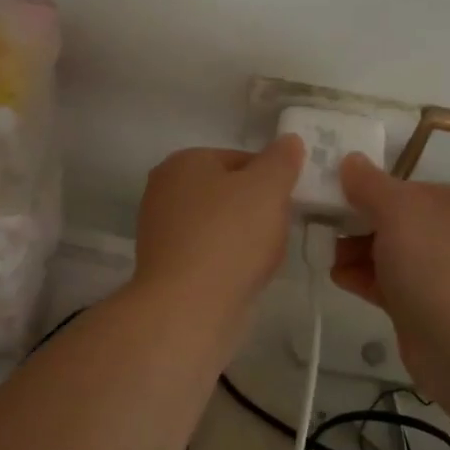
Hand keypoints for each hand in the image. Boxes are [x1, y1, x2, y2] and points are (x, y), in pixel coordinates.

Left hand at [130, 138, 305, 320]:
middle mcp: (164, 190)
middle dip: (257, 209)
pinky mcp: (165, 266)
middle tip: (279, 229)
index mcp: (184, 161)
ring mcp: (160, 230)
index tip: (289, 202)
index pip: (241, 158)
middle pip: (229, 192)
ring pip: (220, 225)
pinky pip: (208, 254)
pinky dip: (227, 261)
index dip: (272, 179)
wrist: (189, 308)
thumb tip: (288, 141)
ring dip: (244, 237)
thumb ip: (281, 159)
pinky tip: (243, 276)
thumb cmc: (230, 237)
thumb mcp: (268, 187)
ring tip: (263, 257)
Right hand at [331, 155, 449, 379]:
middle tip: (320, 226)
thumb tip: (350, 160)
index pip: (401, 187)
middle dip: (355, 222)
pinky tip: (337, 277)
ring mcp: (436, 273)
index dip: (364, 189)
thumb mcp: (398, 210)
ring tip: (324, 254)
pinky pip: (385, 283)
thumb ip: (369, 184)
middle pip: (391, 220)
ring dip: (353, 251)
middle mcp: (447, 234)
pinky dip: (361, 278)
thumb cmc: (434, 262)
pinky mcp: (421, 307)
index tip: (328, 194)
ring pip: (386, 253)